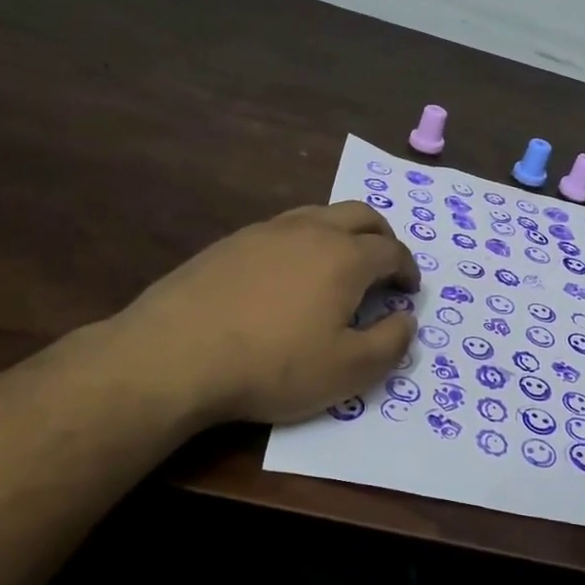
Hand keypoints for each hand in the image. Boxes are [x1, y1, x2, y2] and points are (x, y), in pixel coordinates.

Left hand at [106, 201, 417, 426]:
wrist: (176, 355)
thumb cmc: (274, 365)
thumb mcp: (348, 370)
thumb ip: (390, 343)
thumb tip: (406, 319)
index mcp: (346, 257)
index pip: (392, 251)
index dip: (407, 270)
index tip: (408, 291)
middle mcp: (311, 231)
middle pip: (361, 216)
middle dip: (382, 238)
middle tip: (385, 266)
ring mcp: (267, 231)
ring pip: (320, 215)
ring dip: (343, 234)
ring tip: (340, 265)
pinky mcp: (231, 242)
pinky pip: (283, 229)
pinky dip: (304, 242)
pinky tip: (289, 274)